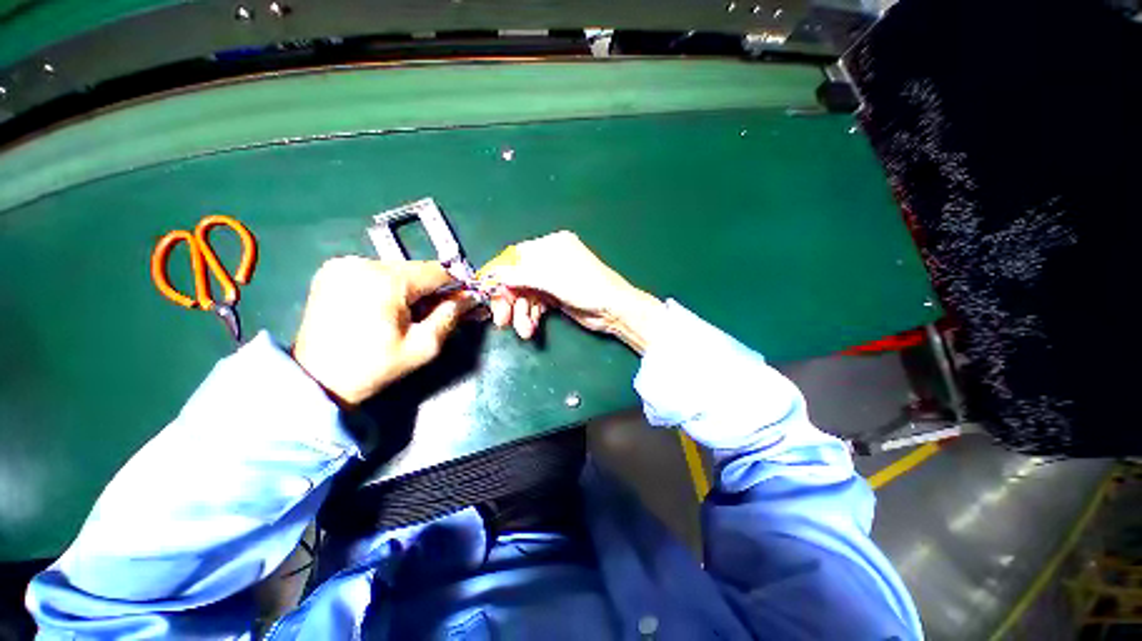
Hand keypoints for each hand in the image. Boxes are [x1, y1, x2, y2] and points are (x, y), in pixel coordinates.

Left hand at [292, 257, 473, 404]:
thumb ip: (449, 317)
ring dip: (409, 287)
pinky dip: (387, 285)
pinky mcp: (332, 270)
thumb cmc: (374, 367)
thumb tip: (469, 298)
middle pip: (417, 269)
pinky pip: (375, 271)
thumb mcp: (423, 347)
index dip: (455, 287)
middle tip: (432, 313)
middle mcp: (364, 264)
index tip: (461, 302)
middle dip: (430, 289)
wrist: (316, 379)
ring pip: (397, 269)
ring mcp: (344, 265)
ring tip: (405, 313)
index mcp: (387, 281)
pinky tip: (383, 305)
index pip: (437, 272)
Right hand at [480, 231, 665, 353]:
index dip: (501, 276)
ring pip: (527, 294)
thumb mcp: (553, 279)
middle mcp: (551, 259)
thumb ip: (522, 275)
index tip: (489, 294)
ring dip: (522, 314)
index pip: (516, 257)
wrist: (614, 310)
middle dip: (511, 301)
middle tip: (502, 321)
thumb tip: (495, 274)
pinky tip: (532, 327)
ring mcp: (553, 279)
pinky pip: (536, 304)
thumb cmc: (587, 288)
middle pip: (519, 278)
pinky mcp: (556, 295)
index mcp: (552, 246)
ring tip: (524, 331)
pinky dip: (532, 316)